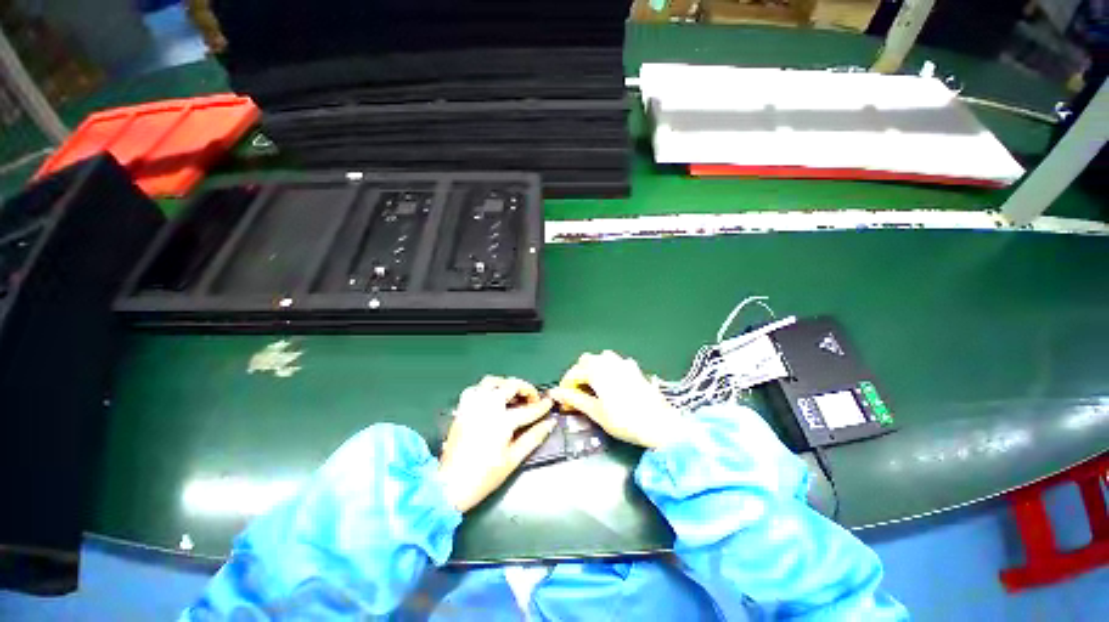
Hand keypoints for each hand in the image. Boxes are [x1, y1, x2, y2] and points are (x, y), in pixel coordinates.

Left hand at [438, 376, 555, 512]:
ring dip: (505, 384)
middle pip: (511, 385)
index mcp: (503, 421)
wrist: (451, 485)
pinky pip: (475, 389)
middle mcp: (488, 406)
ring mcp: (473, 405)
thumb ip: (534, 437)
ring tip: (513, 394)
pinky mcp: (462, 408)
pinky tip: (491, 398)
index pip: (528, 409)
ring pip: (492, 381)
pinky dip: (485, 389)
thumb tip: (549, 423)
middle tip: (532, 399)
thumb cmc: (485, 475)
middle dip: (525, 388)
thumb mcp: (514, 459)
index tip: (549, 402)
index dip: (542, 406)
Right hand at [549, 350, 687, 449]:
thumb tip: (556, 393)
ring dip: (594, 369)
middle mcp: (610, 361)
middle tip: (578, 393)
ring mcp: (625, 363)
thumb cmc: (624, 420)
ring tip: (594, 388)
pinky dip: (609, 370)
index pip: (574, 371)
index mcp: (597, 370)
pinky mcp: (636, 369)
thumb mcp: (596, 412)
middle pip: (587, 360)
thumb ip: (575, 399)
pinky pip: (617, 363)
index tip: (564, 399)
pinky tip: (613, 385)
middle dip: (579, 374)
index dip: (566, 384)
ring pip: (602, 359)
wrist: (659, 424)